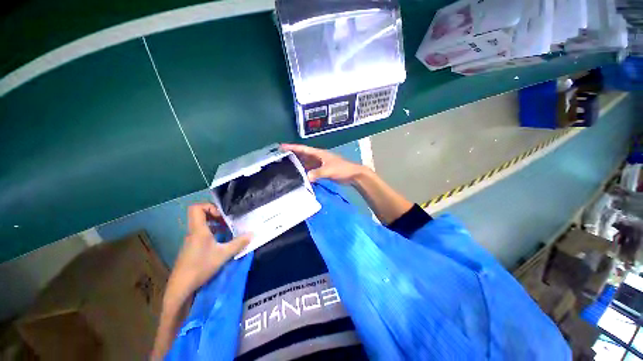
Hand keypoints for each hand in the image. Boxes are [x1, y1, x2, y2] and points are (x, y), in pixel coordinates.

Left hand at [164, 203, 250, 306]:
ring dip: (215, 224)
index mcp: (198, 230)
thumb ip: (238, 243)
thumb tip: (252, 234)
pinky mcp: (192, 247)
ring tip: (227, 229)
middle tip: (227, 220)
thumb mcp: (223, 254)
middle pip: (200, 214)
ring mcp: (191, 240)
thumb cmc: (201, 267)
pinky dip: (212, 232)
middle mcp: (193, 232)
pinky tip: (220, 241)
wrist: (181, 287)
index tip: (221, 215)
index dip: (209, 206)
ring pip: (202, 224)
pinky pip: (201, 233)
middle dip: (215, 214)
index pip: (196, 208)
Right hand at [281, 144, 364, 183]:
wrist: (353, 175)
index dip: (292, 147)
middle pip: (302, 156)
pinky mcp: (321, 171)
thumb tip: (306, 177)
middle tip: (279, 158)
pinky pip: (310, 170)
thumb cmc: (342, 169)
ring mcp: (319, 165)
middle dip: (292, 156)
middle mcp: (317, 158)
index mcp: (319, 153)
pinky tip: (298, 176)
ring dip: (297, 165)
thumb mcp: (329, 170)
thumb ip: (318, 173)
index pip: (303, 149)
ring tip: (285, 168)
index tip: (281, 147)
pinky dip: (304, 172)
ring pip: (306, 163)